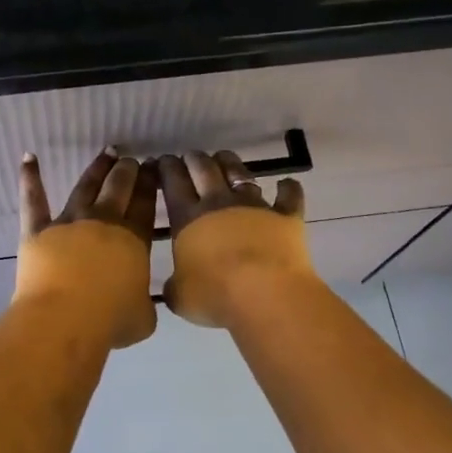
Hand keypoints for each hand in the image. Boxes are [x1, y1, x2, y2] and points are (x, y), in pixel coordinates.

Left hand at [15, 148, 158, 347]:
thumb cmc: (109, 321)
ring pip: (86, 187)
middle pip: (118, 188)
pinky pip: (33, 201)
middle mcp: (103, 223)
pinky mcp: (38, 230)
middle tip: (132, 160)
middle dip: (127, 171)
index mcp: (133, 241)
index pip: (144, 205)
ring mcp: (69, 223)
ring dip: (98, 168)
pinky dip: (30, 178)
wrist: (65, 319)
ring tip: (108, 152)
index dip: (149, 185)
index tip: (153, 169)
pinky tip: (28, 157)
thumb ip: (144, 303)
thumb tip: (142, 302)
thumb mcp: (143, 317)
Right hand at [159, 150, 315, 327]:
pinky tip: (287, 183)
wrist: (264, 293)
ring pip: (240, 173)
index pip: (173, 183)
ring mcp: (254, 206)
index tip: (162, 160)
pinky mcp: (285, 216)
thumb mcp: (181, 297)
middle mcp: (219, 203)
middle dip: (194, 159)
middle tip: (190, 156)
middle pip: (204, 170)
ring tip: (223, 156)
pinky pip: (289, 197)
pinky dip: (289, 189)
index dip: (166, 168)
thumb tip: (173, 288)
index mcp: (188, 218)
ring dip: (230, 162)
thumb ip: (174, 288)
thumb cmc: (215, 295)